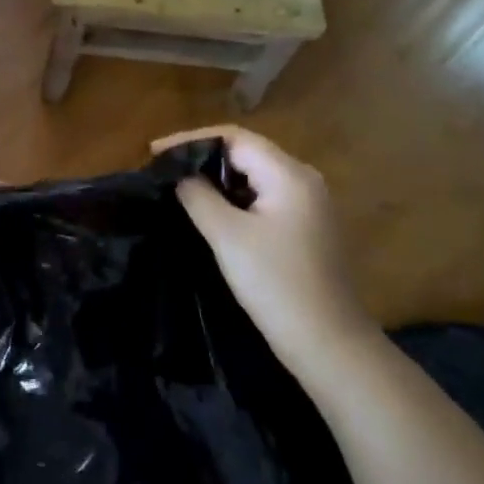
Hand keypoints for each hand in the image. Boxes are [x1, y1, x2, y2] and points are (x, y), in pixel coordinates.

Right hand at [154, 125, 374, 383]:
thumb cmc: (276, 284)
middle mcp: (304, 180)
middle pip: (246, 152)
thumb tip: (180, 175)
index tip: (154, 152)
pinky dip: (234, 197)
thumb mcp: (228, 236)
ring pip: (254, 176)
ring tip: (179, 186)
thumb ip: (199, 196)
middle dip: (203, 156)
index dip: (191, 140)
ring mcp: (309, 205)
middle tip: (164, 168)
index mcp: (289, 175)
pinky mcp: (306, 227)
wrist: (329, 344)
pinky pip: (263, 197)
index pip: (235, 138)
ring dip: (217, 178)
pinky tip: (210, 211)